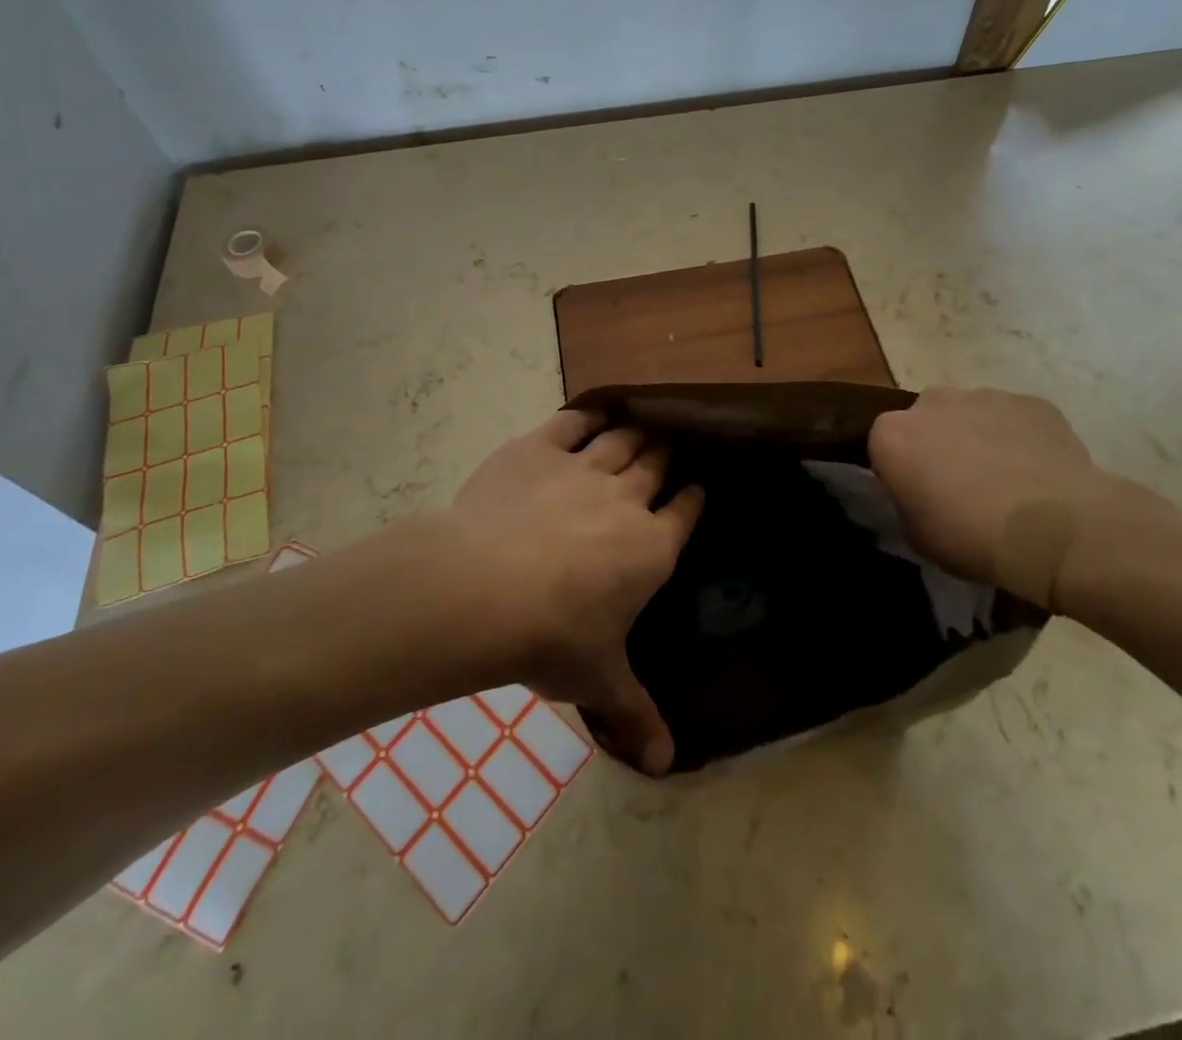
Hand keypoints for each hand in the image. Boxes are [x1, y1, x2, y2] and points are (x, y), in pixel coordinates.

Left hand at [445, 410, 701, 775]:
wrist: (482, 590)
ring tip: (642, 427)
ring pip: (622, 439)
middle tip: (670, 450)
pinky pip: (571, 422)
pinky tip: (591, 413)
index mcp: (651, 548)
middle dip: (668, 455)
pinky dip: (585, 415)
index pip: (686, 511)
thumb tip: (668, 768)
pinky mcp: (540, 449)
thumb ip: (635, 715)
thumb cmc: (551, 638)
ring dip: (636, 433)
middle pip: (657, 463)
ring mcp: (583, 468)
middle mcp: (626, 499)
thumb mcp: (597, 681)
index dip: (694, 497)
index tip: (698, 487)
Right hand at [868, 387, 1173, 610]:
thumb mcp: (916, 535)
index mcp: (893, 434)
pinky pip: (1014, 418)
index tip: (917, 496)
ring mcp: (984, 396)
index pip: (883, 445)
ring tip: (1004, 481)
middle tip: (958, 485)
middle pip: (926, 420)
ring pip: (971, 414)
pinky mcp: (1031, 402)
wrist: (1057, 529)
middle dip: (937, 444)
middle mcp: (932, 402)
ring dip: (978, 438)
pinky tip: (1037, 473)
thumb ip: (906, 501)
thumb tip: (918, 492)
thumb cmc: (972, 537)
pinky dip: (1019, 438)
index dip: (900, 470)